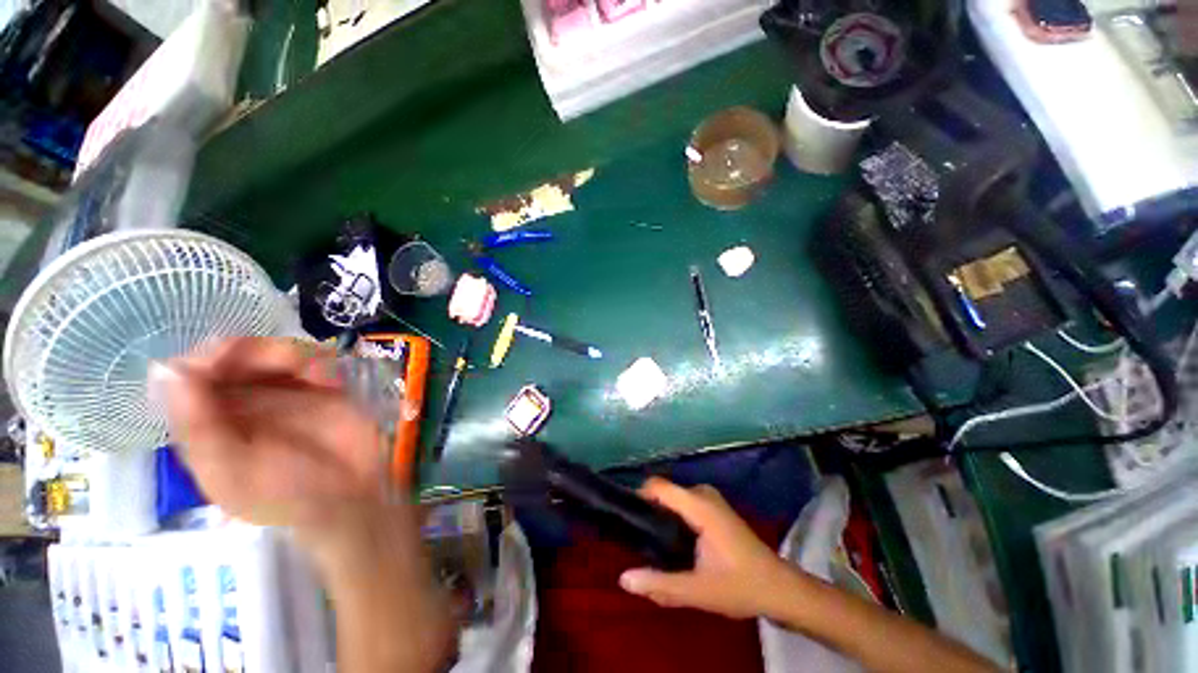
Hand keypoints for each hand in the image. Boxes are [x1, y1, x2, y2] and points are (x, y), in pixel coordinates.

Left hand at [152, 337, 387, 531]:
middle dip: (256, 351)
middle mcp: (240, 403)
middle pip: (233, 357)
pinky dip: (321, 362)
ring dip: (292, 355)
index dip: (205, 358)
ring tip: (316, 374)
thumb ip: (198, 426)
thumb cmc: (285, 492)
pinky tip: (330, 379)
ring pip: (272, 353)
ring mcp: (284, 394)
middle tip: (287, 363)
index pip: (189, 377)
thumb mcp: (233, 470)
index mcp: (207, 424)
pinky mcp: (321, 390)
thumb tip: (165, 369)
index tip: (227, 353)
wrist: (348, 497)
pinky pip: (314, 361)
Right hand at [618, 477, 788, 618]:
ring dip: (661, 516)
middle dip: (649, 511)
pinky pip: (684, 503)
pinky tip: (673, 543)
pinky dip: (673, 517)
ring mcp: (710, 499)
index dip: (638, 496)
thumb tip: (623, 579)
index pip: (658, 486)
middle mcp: (703, 494)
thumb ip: (660, 584)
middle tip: (639, 541)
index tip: (625, 518)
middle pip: (664, 492)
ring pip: (674, 498)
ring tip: (653, 544)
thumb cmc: (741, 586)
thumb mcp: (698, 591)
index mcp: (699, 505)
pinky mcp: (714, 508)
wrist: (779, 588)